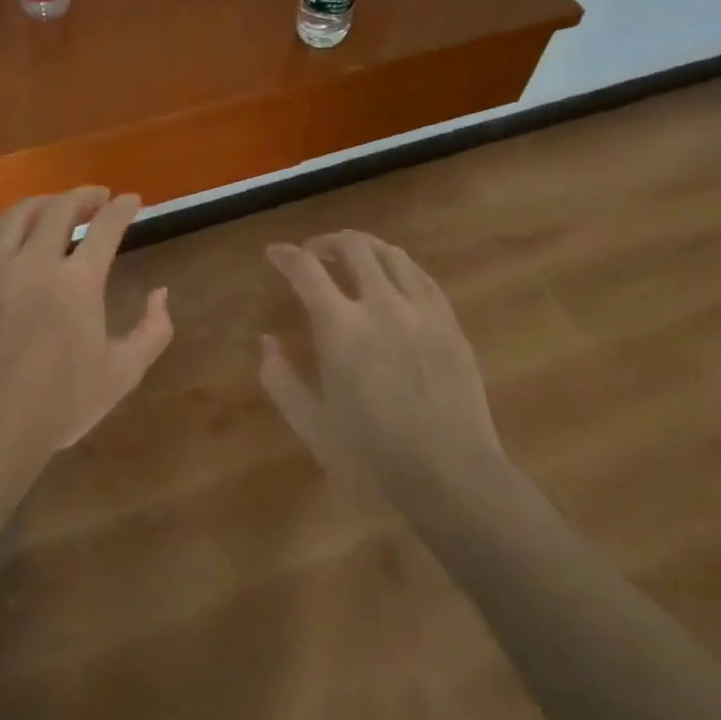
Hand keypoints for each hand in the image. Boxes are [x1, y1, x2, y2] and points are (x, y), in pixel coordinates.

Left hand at [0, 188, 172, 477]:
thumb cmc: (62, 403)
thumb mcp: (123, 372)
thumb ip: (152, 329)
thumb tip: (161, 293)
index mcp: (78, 281)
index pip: (106, 228)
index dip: (123, 209)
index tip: (132, 200)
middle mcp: (35, 262)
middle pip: (60, 210)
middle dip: (84, 197)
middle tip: (98, 198)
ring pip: (17, 217)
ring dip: (43, 203)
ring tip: (56, 206)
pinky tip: (7, 229)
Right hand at [261, 231, 510, 514]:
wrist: (453, 477)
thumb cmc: (373, 457)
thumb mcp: (312, 425)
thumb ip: (281, 379)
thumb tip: (267, 342)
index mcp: (341, 328)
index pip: (306, 269)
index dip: (285, 255)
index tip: (275, 253)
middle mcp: (381, 305)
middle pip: (353, 247)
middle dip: (326, 242)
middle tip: (314, 254)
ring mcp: (422, 311)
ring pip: (391, 254)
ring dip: (365, 248)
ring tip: (353, 260)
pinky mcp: (450, 324)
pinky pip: (423, 278)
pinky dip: (400, 267)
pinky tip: (394, 279)